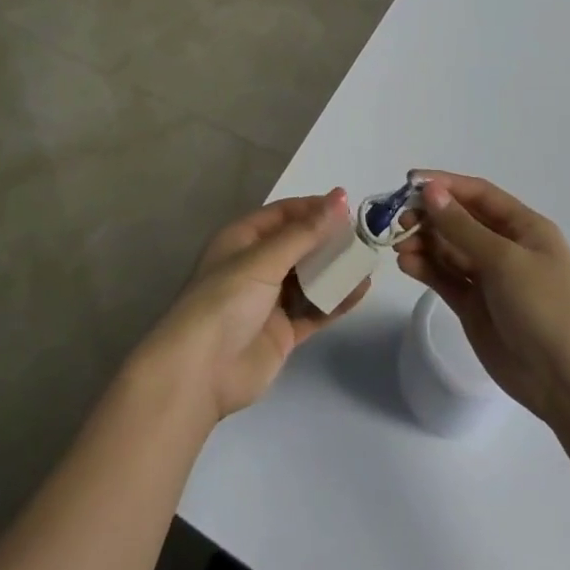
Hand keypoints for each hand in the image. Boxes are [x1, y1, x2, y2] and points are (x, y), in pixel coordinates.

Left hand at [137, 190, 368, 423]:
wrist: (200, 372)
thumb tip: (340, 198)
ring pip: (310, 277)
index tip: (349, 205)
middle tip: (365, 233)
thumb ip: (305, 233)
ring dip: (336, 269)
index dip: (314, 208)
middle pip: (299, 245)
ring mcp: (270, 300)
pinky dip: (336, 300)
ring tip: (369, 259)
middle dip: (329, 238)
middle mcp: (256, 265)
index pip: (283, 214)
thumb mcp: (264, 260)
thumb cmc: (225, 300)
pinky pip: (315, 309)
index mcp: (242, 239)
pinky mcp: (283, 332)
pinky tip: (360, 289)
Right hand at [395, 173, 569, 426]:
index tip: (410, 182)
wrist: (567, 382)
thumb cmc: (545, 307)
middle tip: (400, 221)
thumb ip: (462, 227)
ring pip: (448, 249)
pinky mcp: (474, 306)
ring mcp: (489, 278)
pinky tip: (406, 263)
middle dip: (429, 216)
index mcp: (523, 228)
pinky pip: (445, 277)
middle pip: (460, 220)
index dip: (445, 185)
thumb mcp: (505, 260)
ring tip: (399, 246)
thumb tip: (430, 191)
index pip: (478, 194)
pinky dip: (425, 268)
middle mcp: (505, 247)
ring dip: (423, 242)